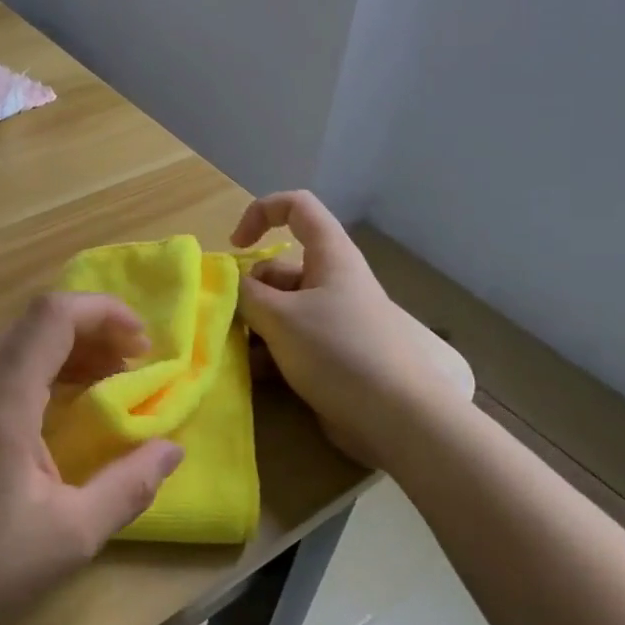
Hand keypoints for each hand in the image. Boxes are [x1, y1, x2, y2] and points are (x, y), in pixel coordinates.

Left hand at [0, 293, 183, 624]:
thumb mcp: (69, 536)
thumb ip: (129, 486)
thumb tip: (172, 450)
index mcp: (1, 397)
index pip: (53, 314)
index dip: (105, 311)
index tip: (145, 342)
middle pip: (36, 322)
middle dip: (93, 329)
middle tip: (136, 363)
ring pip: (18, 344)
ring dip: (68, 350)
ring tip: (110, 380)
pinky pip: (1, 370)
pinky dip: (42, 371)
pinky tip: (64, 408)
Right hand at [233, 191, 472, 466]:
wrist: (396, 417)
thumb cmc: (338, 351)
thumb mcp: (280, 318)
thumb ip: (246, 295)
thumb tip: (230, 285)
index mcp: (330, 255)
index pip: (297, 207)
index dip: (261, 213)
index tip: (236, 246)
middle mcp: (333, 280)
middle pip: (280, 268)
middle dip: (249, 291)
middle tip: (228, 320)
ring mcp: (334, 319)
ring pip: (281, 308)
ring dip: (255, 326)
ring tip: (237, 352)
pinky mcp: (332, 353)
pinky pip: (292, 339)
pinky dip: (270, 351)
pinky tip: (254, 373)